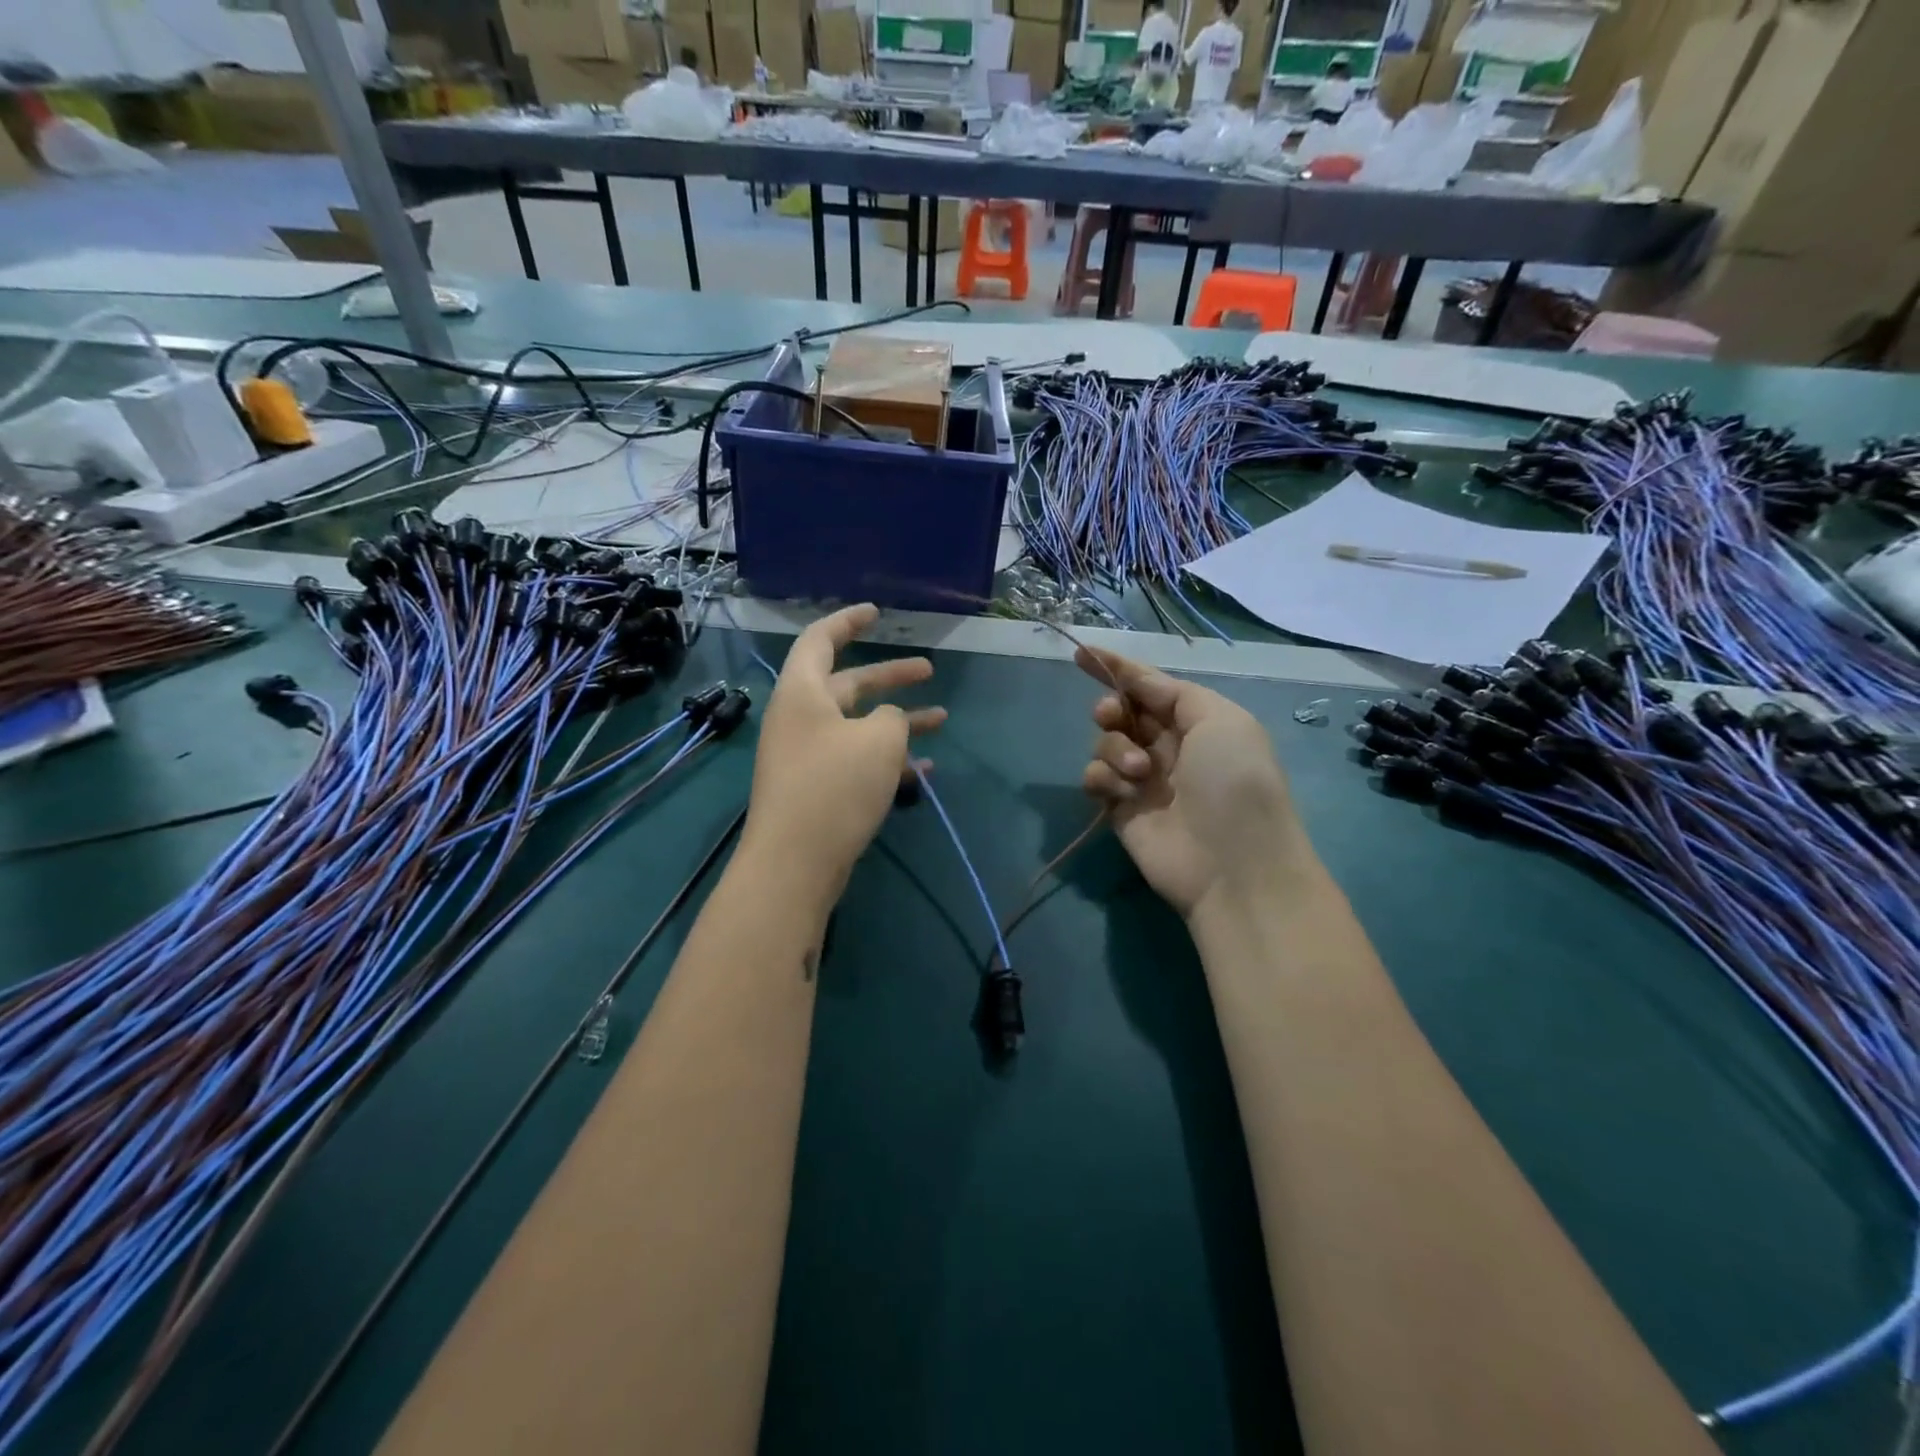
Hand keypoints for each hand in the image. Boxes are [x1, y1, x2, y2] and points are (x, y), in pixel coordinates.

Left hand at [744, 604, 945, 900]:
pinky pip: (857, 761)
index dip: (848, 621)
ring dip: (898, 721)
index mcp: (802, 692)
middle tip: (928, 670)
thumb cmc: (835, 787)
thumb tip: (890, 721)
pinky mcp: (818, 790)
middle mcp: (800, 718)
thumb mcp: (878, 740)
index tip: (876, 613)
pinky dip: (889, 760)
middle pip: (848, 685)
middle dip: (890, 677)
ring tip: (941, 719)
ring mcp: (808, 756)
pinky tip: (926, 769)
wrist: (795, 863)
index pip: (820, 640)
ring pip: (859, 726)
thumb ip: (892, 718)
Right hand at [1077, 645, 1312, 919]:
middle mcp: (1168, 747)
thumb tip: (1140, 684)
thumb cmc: (1234, 781)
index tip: (1082, 653)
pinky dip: (1103, 778)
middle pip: (1122, 712)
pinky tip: (1124, 793)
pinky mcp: (1120, 809)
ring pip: (1104, 743)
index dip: (1118, 668)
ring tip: (1138, 771)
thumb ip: (1175, 693)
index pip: (1150, 686)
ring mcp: (1143, 780)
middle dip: (1112, 708)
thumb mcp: (1221, 719)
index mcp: (1197, 722)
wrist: (1233, 863)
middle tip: (1112, 716)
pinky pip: (1095, 778)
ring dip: (1114, 748)